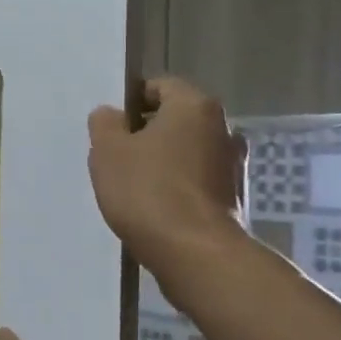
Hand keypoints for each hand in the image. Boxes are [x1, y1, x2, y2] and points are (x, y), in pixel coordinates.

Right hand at [87, 77, 246, 262]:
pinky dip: (180, 187)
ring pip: (189, 151)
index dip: (132, 102)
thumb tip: (111, 114)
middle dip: (148, 133)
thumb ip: (105, 124)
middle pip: (177, 119)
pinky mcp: (235, 197)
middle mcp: (224, 127)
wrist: (196, 253)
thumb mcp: (108, 152)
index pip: (160, 86)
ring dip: (166, 162)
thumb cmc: (148, 191)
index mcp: (194, 106)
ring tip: (136, 187)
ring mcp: (234, 164)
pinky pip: (199, 181)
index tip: (112, 127)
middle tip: (119, 157)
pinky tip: (158, 208)